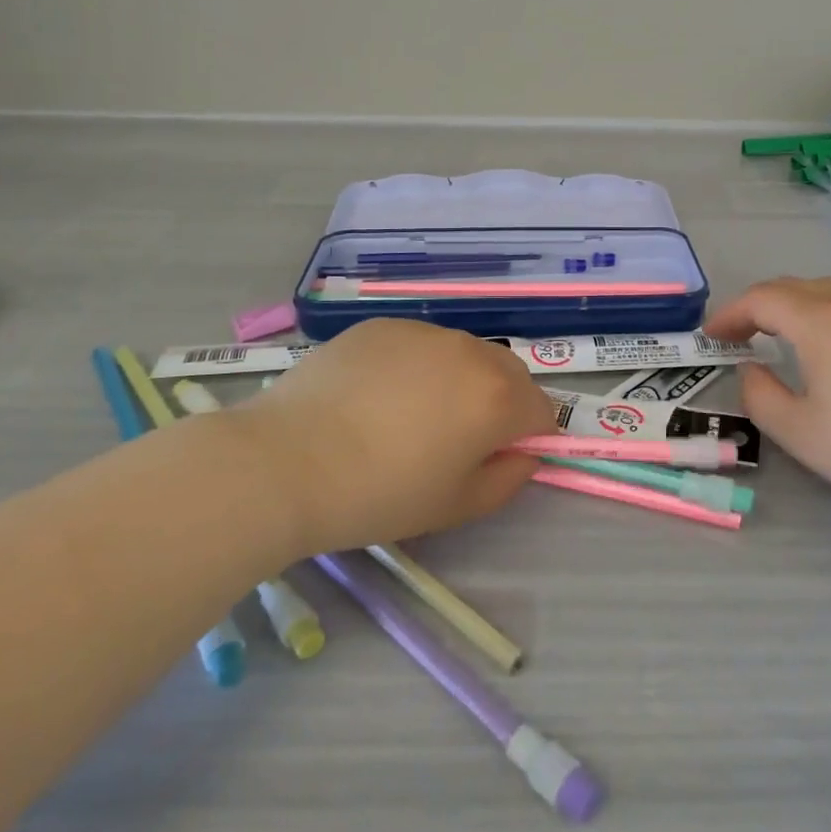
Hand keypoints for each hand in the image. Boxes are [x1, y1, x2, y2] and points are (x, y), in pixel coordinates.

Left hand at [248, 318, 558, 553]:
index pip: (542, 411)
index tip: (496, 461)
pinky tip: (375, 396)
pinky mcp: (382, 326)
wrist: (288, 461)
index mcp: (498, 397)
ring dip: (458, 381)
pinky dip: (415, 366)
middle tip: (457, 440)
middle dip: (501, 403)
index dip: (527, 439)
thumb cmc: (381, 494)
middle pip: (509, 374)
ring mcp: (424, 331)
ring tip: (410, 416)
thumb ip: (509, 479)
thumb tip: (525, 454)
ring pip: (463, 355)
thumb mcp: (457, 505)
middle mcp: (470, 351)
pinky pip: (418, 345)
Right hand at [703, 277, 830, 523]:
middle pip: (791, 287)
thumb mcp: (799, 431)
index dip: (729, 314)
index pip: (762, 299)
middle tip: (735, 335)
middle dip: (755, 305)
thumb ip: (759, 395)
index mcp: (819, 322)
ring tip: (773, 334)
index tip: (710, 338)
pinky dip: (819, 313)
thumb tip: (749, 370)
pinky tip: (822, 347)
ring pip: (824, 291)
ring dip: (789, 305)